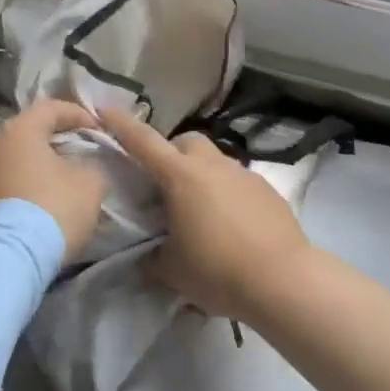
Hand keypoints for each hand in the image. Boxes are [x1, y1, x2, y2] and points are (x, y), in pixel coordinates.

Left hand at [0, 100, 107, 260]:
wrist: (8, 259)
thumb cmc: (52, 208)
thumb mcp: (90, 183)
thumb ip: (93, 164)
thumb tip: (86, 165)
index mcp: (19, 129)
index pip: (52, 107)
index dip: (79, 114)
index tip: (100, 129)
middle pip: (31, 131)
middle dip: (59, 138)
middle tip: (83, 150)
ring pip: (18, 157)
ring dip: (42, 163)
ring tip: (66, 177)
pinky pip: (9, 180)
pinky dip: (28, 183)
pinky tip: (45, 198)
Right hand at [100, 109, 314, 322]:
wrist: (284, 281)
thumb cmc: (218, 270)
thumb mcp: (172, 270)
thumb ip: (153, 257)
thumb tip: (148, 257)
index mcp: (181, 177)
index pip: (144, 142)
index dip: (122, 125)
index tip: (105, 110)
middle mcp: (213, 166)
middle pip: (186, 142)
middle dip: (172, 153)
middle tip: (164, 184)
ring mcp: (244, 175)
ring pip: (215, 161)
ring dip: (202, 175)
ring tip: (200, 211)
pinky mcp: (268, 191)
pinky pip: (239, 182)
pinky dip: (227, 194)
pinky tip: (230, 226)